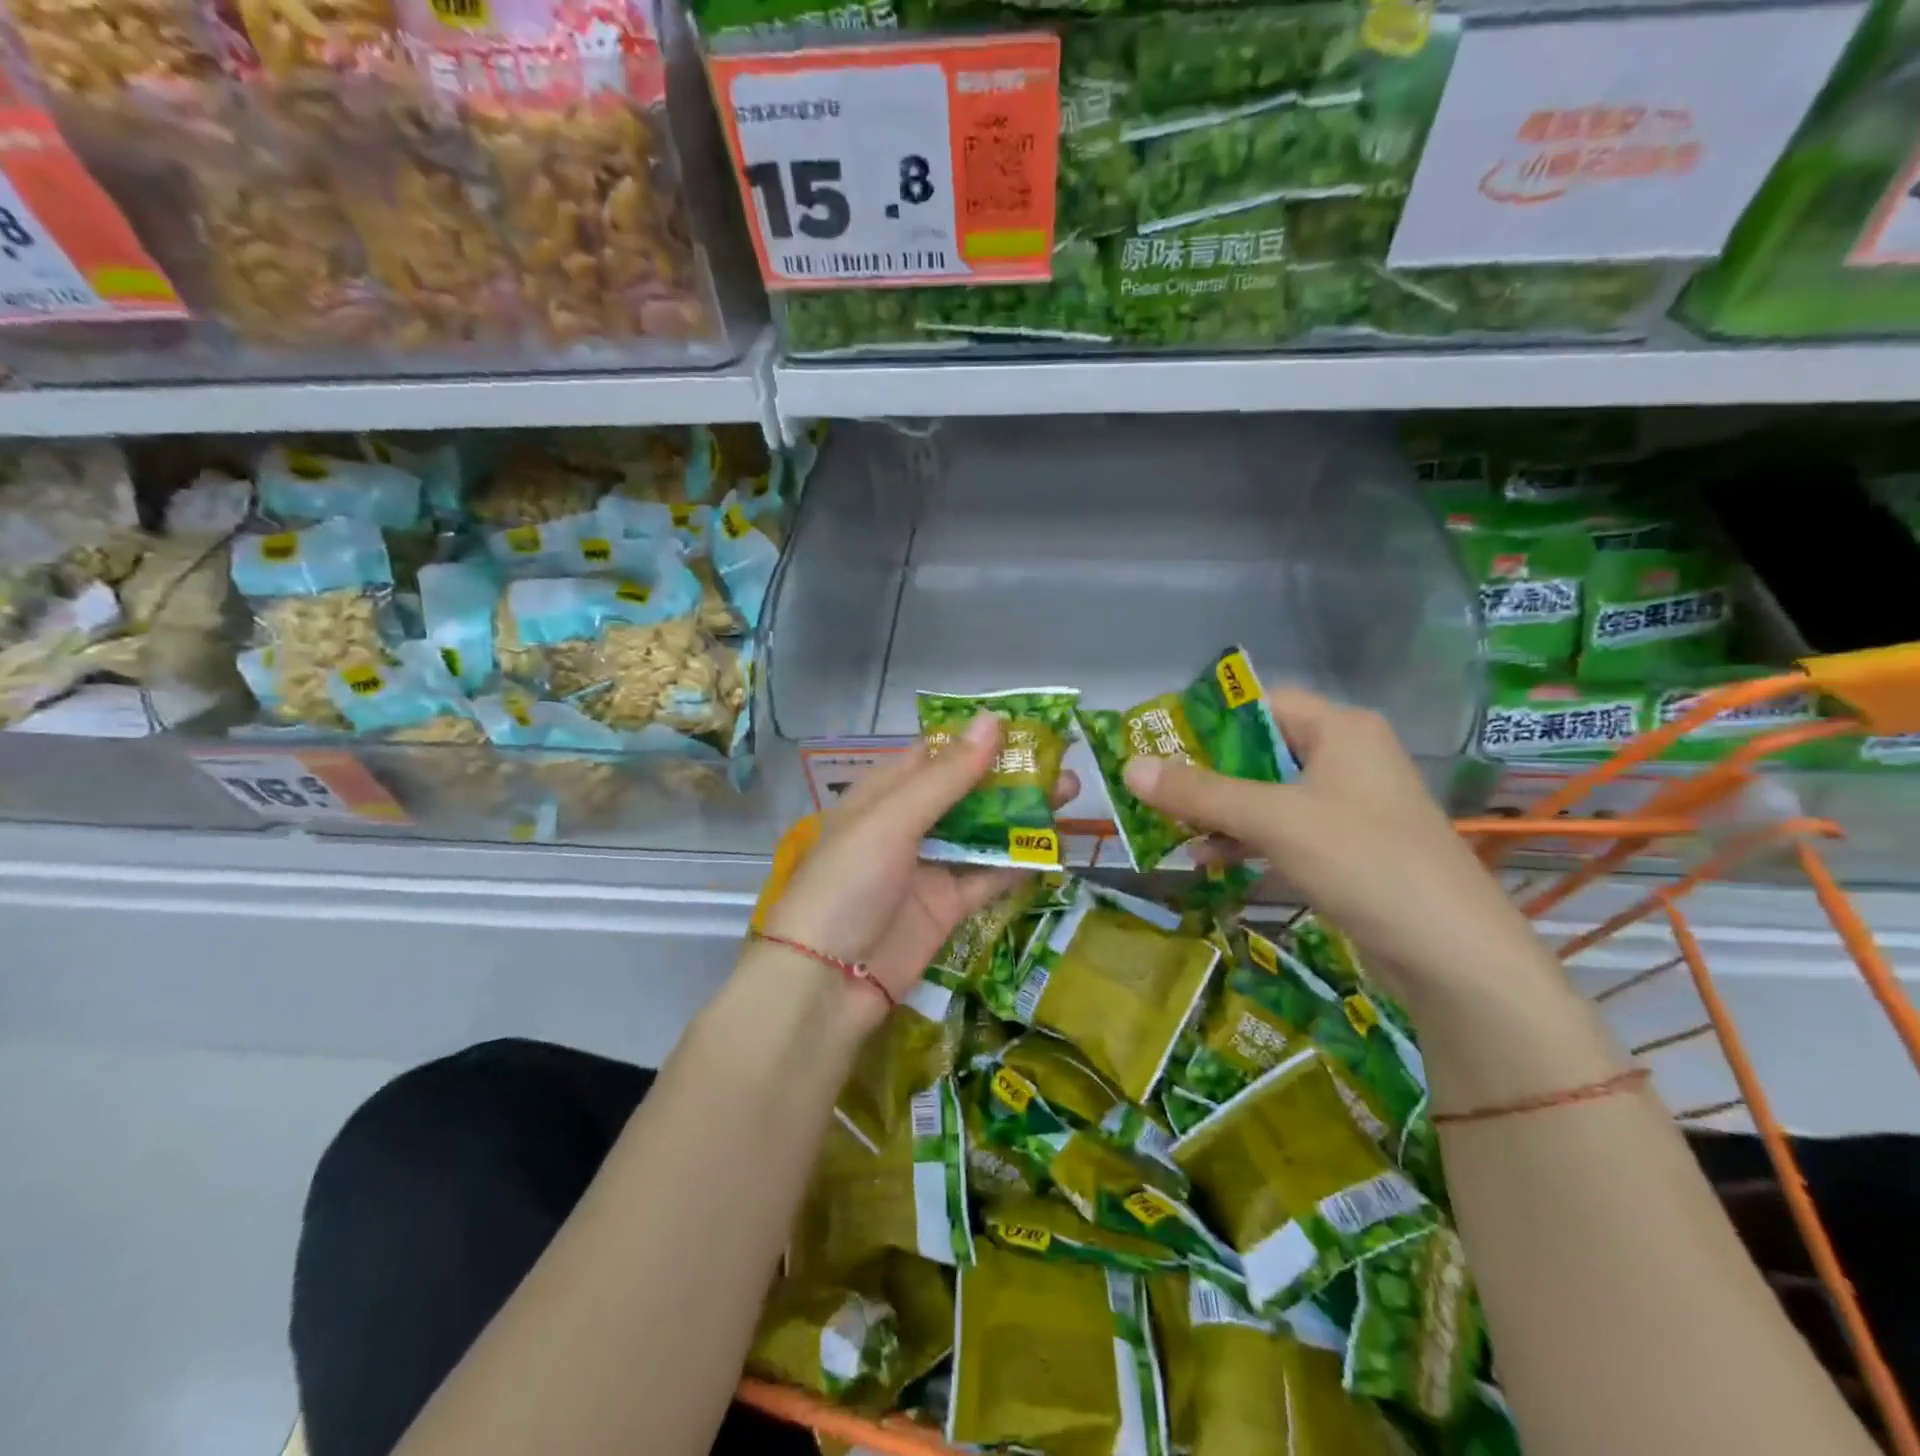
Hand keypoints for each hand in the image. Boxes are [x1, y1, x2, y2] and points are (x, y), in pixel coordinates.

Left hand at [762, 713, 1078, 1008]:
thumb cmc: (849, 883)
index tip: (1028, 726)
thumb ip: (946, 776)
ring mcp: (929, 867)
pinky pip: (988, 877)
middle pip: (967, 791)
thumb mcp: (892, 820)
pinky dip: (1018, 863)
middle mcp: (908, 825)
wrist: (826, 982)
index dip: (979, 739)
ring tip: (1070, 795)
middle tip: (1062, 763)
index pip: (936, 754)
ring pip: (983, 831)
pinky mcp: (947, 906)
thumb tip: (992, 720)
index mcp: (885, 794)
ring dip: (1022, 815)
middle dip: (1011, 777)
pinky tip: (1054, 847)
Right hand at [1121, 687, 1555, 1009]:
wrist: (1453, 955)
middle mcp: (1346, 758)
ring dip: (1219, 812)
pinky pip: (1282, 830)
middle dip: (1205, 775)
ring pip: (1266, 794)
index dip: (1206, 721)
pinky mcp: (1346, 848)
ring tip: (1170, 829)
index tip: (1157, 744)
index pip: (1260, 704)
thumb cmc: (1364, 862)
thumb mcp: (1273, 820)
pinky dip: (1245, 840)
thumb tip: (1129, 767)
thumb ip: (1200, 793)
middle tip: (1154, 791)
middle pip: (1258, 751)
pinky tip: (1208, 861)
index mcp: (1340, 729)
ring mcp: (1348, 806)